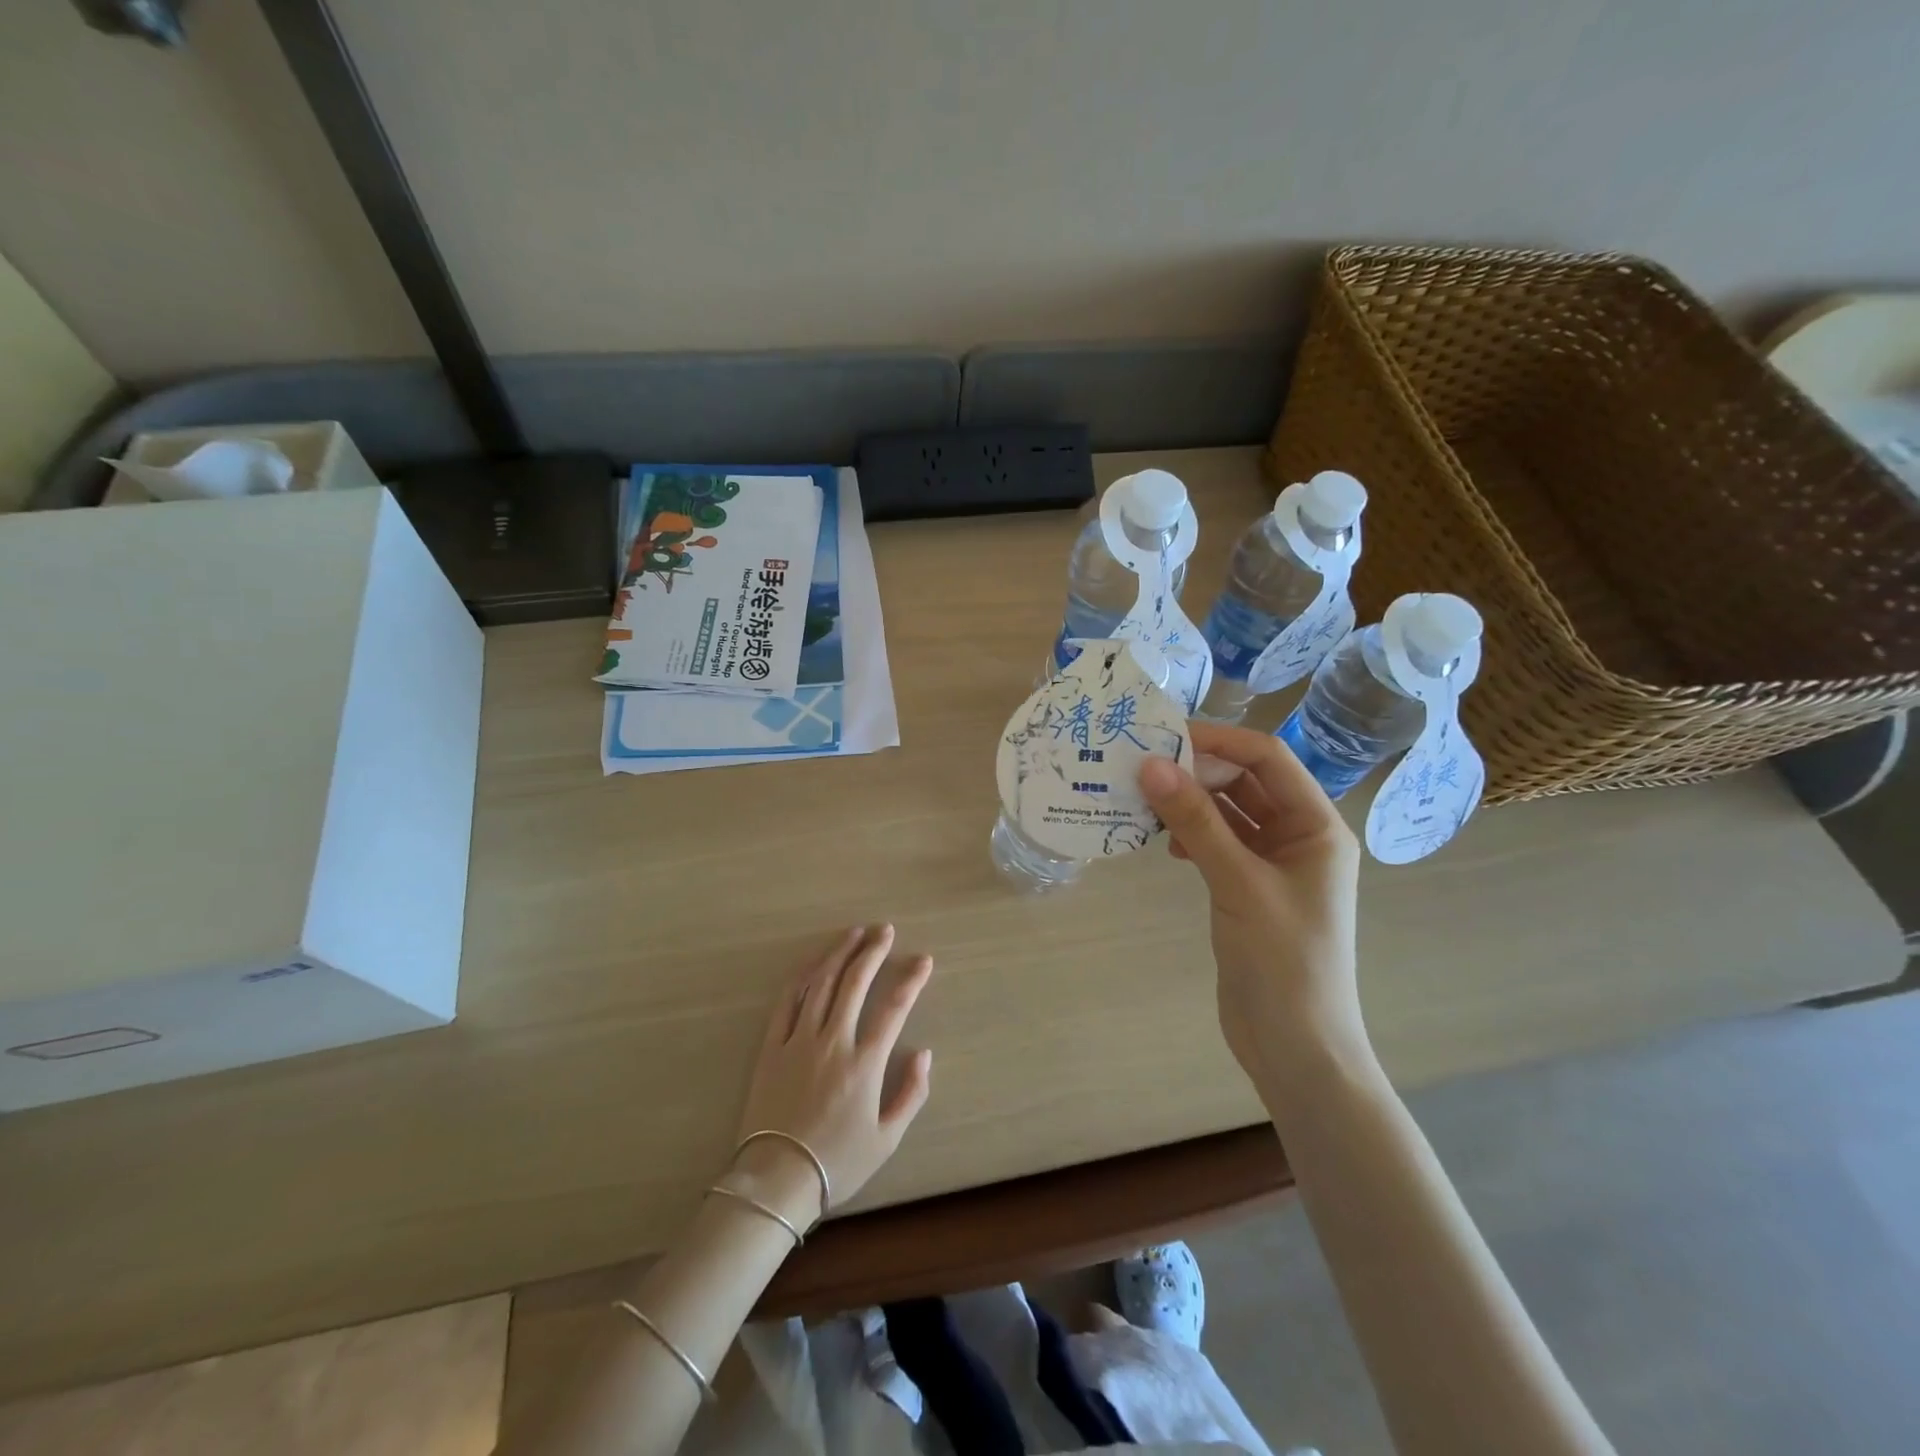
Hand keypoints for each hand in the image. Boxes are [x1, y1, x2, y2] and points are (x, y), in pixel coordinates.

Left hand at [727, 926, 933, 1229]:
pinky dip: (802, 977)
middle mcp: (833, 1042)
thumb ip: (911, 1094)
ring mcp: (799, 1040)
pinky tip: (813, 963)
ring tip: (854, 933)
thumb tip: (924, 1054)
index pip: (894, 1008)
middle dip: (873, 951)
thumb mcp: (886, 1139)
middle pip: (855, 983)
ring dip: (839, 954)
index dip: (911, 980)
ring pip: (821, 984)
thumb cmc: (836, 1163)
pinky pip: (787, 1002)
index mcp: (865, 1063)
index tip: (923, 960)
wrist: (775, 1180)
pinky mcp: (772, 1047)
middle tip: (885, 930)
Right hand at [1138, 723, 1365, 1091]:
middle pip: (1245, 782)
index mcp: (1317, 826)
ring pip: (1226, 813)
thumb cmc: (1283, 961)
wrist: (1295, 1047)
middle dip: (1197, 772)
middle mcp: (1298, 837)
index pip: (1268, 759)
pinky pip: (1216, 843)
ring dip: (1189, 804)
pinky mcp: (1247, 888)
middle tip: (1141, 770)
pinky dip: (1190, 835)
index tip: (1164, 734)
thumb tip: (1151, 765)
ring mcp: (1272, 864)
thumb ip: (1195, 821)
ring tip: (1143, 803)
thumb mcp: (1238, 883)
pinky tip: (1164, 845)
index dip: (1219, 740)